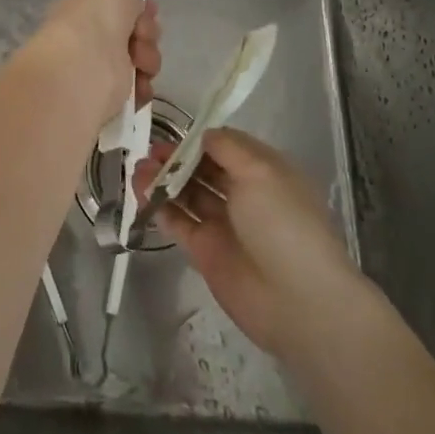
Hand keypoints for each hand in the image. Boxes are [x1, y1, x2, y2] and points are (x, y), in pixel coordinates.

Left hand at [25, 0, 160, 126]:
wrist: (84, 64)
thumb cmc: (99, 12)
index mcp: (94, 2)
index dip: (142, 1)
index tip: (145, 3)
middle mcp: (98, 31)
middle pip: (142, 27)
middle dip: (148, 29)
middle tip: (139, 31)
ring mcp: (105, 62)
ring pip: (147, 55)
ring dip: (148, 57)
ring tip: (136, 60)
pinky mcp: (113, 91)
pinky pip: (142, 85)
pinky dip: (144, 85)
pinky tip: (137, 83)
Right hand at [133, 128, 370, 359]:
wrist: (297, 300)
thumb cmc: (283, 223)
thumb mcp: (260, 171)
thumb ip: (227, 147)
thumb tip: (203, 135)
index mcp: (263, 172)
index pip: (226, 146)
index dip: (199, 138)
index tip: (173, 132)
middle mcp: (243, 195)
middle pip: (203, 169)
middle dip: (176, 158)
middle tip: (149, 152)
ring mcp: (223, 224)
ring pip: (187, 194)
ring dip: (163, 180)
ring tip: (137, 171)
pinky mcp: (205, 251)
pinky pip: (179, 223)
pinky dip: (160, 208)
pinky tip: (141, 195)